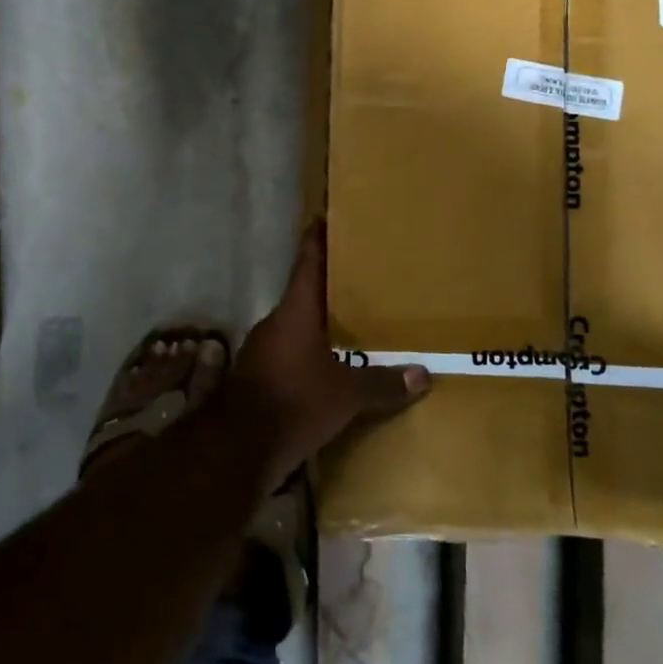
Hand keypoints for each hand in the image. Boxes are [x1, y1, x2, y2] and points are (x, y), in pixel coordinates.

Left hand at [226, 222, 430, 488]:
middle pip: (304, 293)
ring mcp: (263, 348)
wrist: (238, 448)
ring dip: (320, 322)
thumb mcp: (346, 395)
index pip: (308, 262)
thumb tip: (424, 375)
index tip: (326, 215)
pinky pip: (290, 351)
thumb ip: (383, 384)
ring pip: (297, 324)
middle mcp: (276, 321)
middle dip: (330, 286)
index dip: (317, 238)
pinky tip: (330, 365)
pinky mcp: (259, 374)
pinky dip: (310, 352)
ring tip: (352, 322)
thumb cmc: (294, 403)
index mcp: (295, 311)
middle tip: (360, 277)